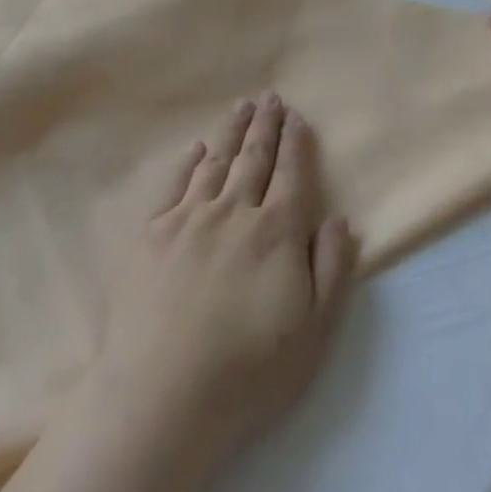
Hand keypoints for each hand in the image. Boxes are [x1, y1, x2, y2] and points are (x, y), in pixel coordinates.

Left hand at [0, 99, 354, 491]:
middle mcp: (233, 211)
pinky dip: (189, 161)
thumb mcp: (314, 332)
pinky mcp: (151, 232)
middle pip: (253, 158)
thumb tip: (339, 218)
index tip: (297, 116)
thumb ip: (332, 269)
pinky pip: (175, 184)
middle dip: (265, 125)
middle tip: (270, 97)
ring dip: (231, 132)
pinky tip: (196, 149)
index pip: (290, 174)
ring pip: (216, 161)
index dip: (295, 143)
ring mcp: (188, 218)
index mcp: (275, 232)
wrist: (162, 394)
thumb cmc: (248, 371)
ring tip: (241, 107)